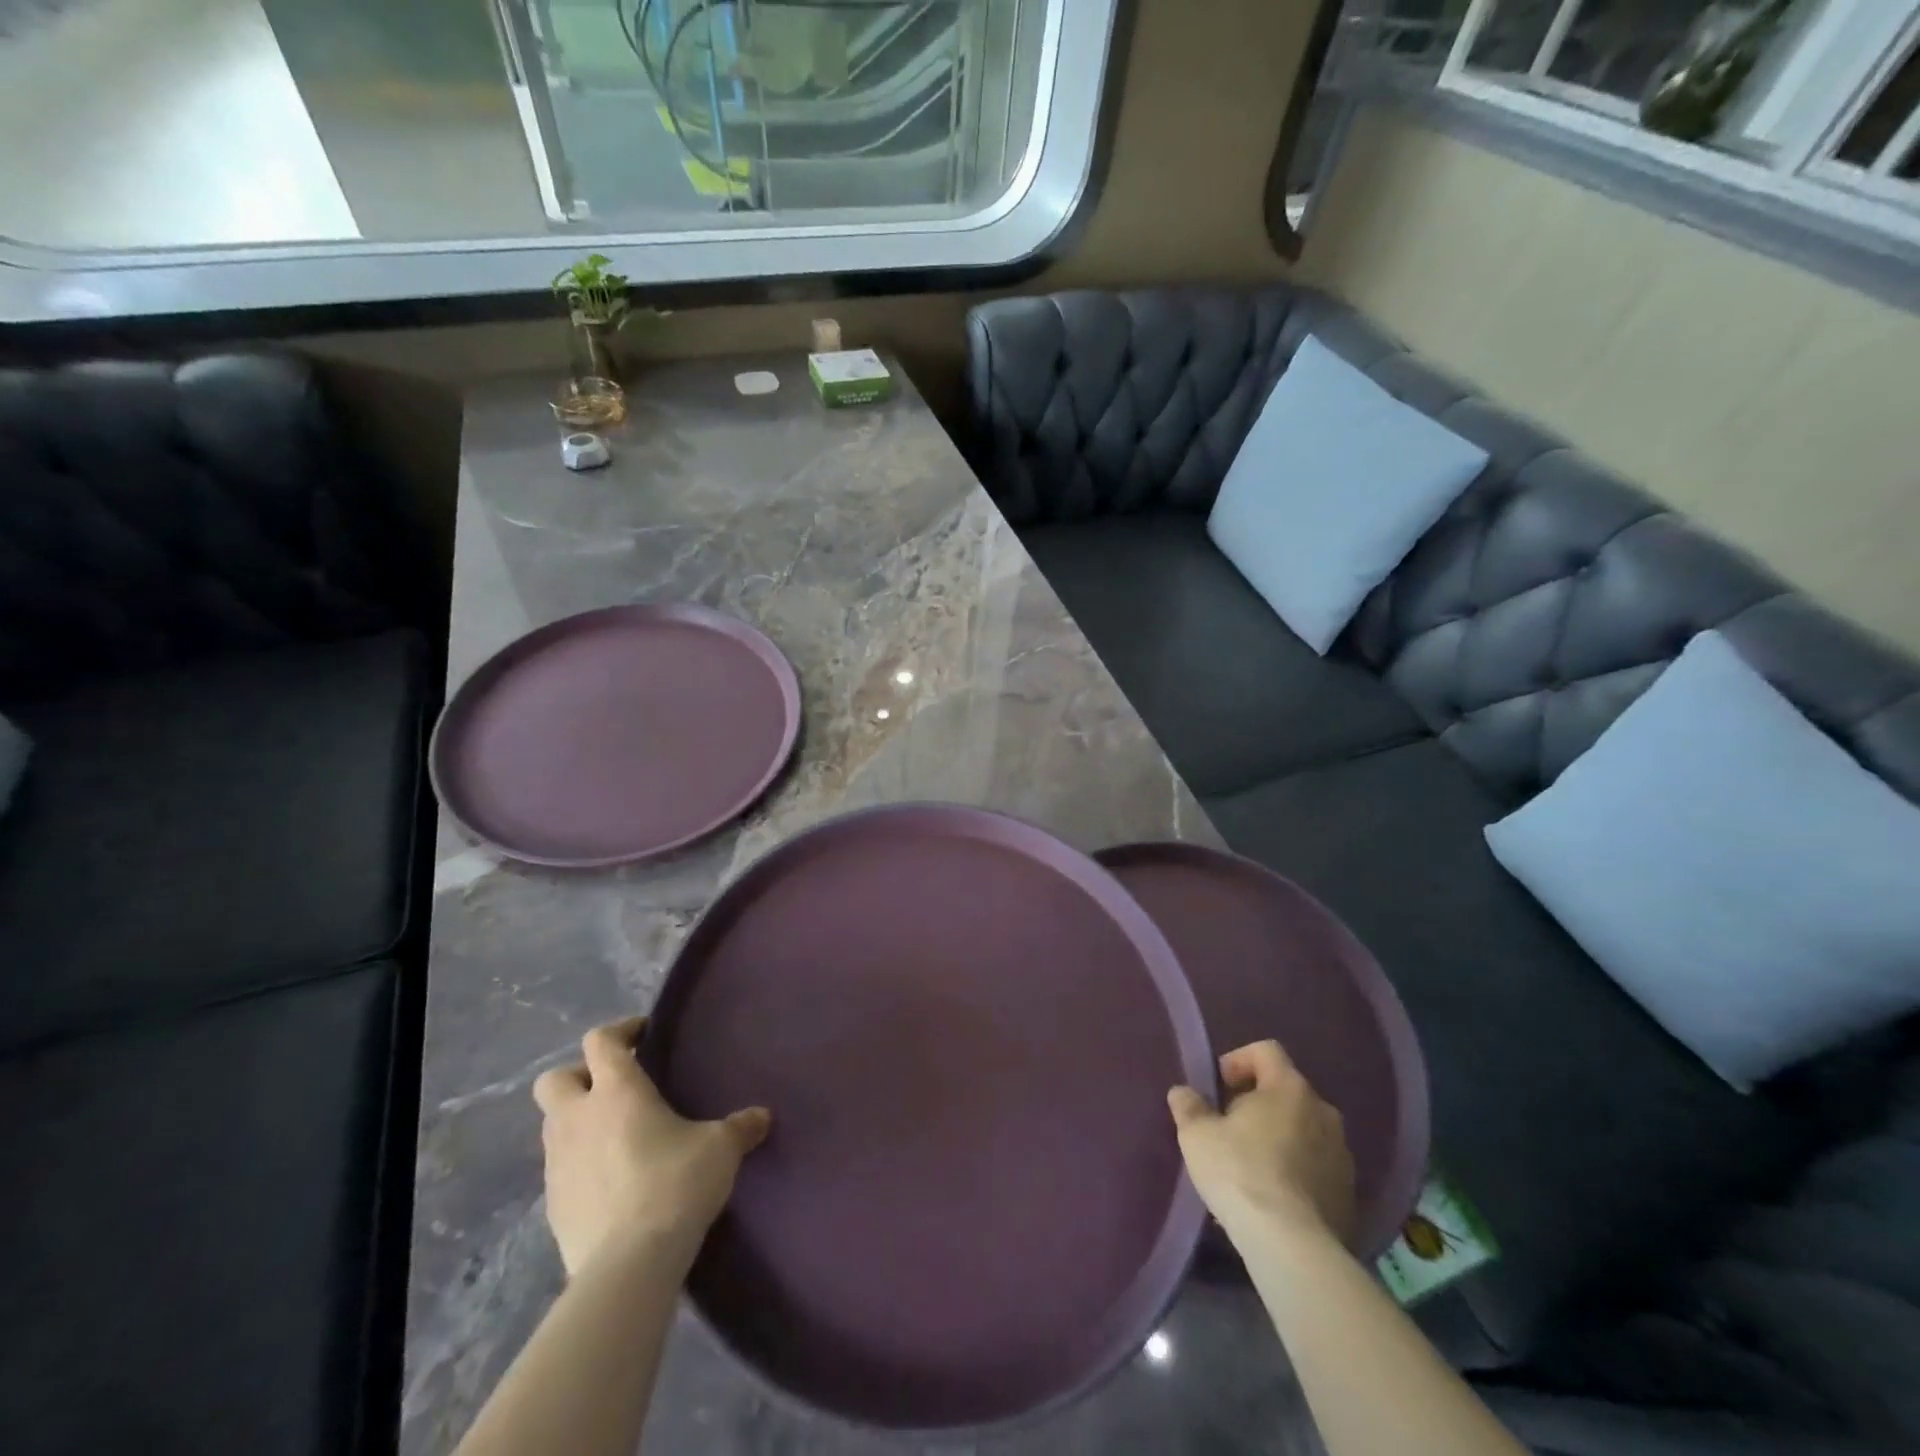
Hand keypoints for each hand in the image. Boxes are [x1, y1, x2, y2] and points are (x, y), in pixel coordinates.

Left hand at [532, 1017, 770, 1277]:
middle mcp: (578, 1119)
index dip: (620, 1031)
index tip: (643, 1035)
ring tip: (615, 1135)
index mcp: (617, 1091)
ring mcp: (558, 1164)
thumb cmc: (676, 1184)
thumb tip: (761, 1117)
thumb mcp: (720, 1149)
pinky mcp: (552, 1206)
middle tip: (614, 1086)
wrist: (629, 1264)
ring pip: (552, 1125)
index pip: (600, 1041)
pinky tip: (610, 1180)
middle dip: (579, 1076)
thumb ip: (739, 1127)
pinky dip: (578, 1164)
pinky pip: (559, 1169)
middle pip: (554, 1079)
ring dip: (576, 1121)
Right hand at [1167, 1040, 1354, 1246]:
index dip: (1238, 1060)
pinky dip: (1295, 1171)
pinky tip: (1271, 1197)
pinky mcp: (1349, 1194)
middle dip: (1257, 1103)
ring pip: (1303, 1130)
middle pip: (1285, 1091)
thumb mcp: (1197, 1134)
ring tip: (1249, 1167)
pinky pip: (1316, 1167)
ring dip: (1278, 1138)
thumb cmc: (1240, 1172)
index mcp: (1289, 1087)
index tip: (1219, 1087)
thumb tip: (1183, 1093)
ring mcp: (1342, 1154)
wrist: (1292, 1246)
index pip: (1266, 1050)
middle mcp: (1323, 1111)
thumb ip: (1189, 1106)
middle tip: (1229, 1128)